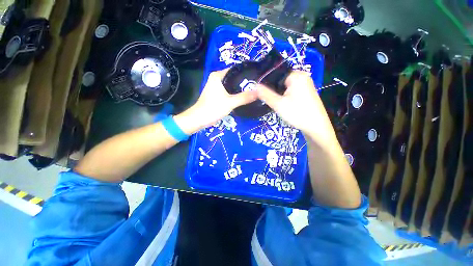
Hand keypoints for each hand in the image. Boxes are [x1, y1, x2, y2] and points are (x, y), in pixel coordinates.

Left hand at [175, 69, 256, 133]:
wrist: (199, 119)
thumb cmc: (213, 108)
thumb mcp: (230, 102)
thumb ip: (244, 97)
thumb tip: (259, 92)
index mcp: (218, 75)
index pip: (235, 69)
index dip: (246, 73)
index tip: (257, 77)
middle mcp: (216, 78)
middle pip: (234, 77)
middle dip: (244, 82)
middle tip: (257, 86)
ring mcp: (216, 86)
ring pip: (231, 85)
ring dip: (240, 88)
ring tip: (253, 90)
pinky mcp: (217, 94)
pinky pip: (229, 91)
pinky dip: (235, 93)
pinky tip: (243, 96)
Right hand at [256, 71, 336, 143]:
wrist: (316, 127)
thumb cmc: (297, 113)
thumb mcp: (278, 104)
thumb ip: (265, 94)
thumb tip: (254, 86)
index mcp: (296, 75)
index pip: (275, 73)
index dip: (265, 82)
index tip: (259, 92)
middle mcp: (302, 76)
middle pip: (280, 80)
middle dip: (272, 89)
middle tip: (265, 99)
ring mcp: (305, 84)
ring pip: (285, 86)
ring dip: (278, 93)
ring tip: (273, 102)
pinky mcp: (306, 92)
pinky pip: (291, 90)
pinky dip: (285, 95)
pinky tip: (282, 103)